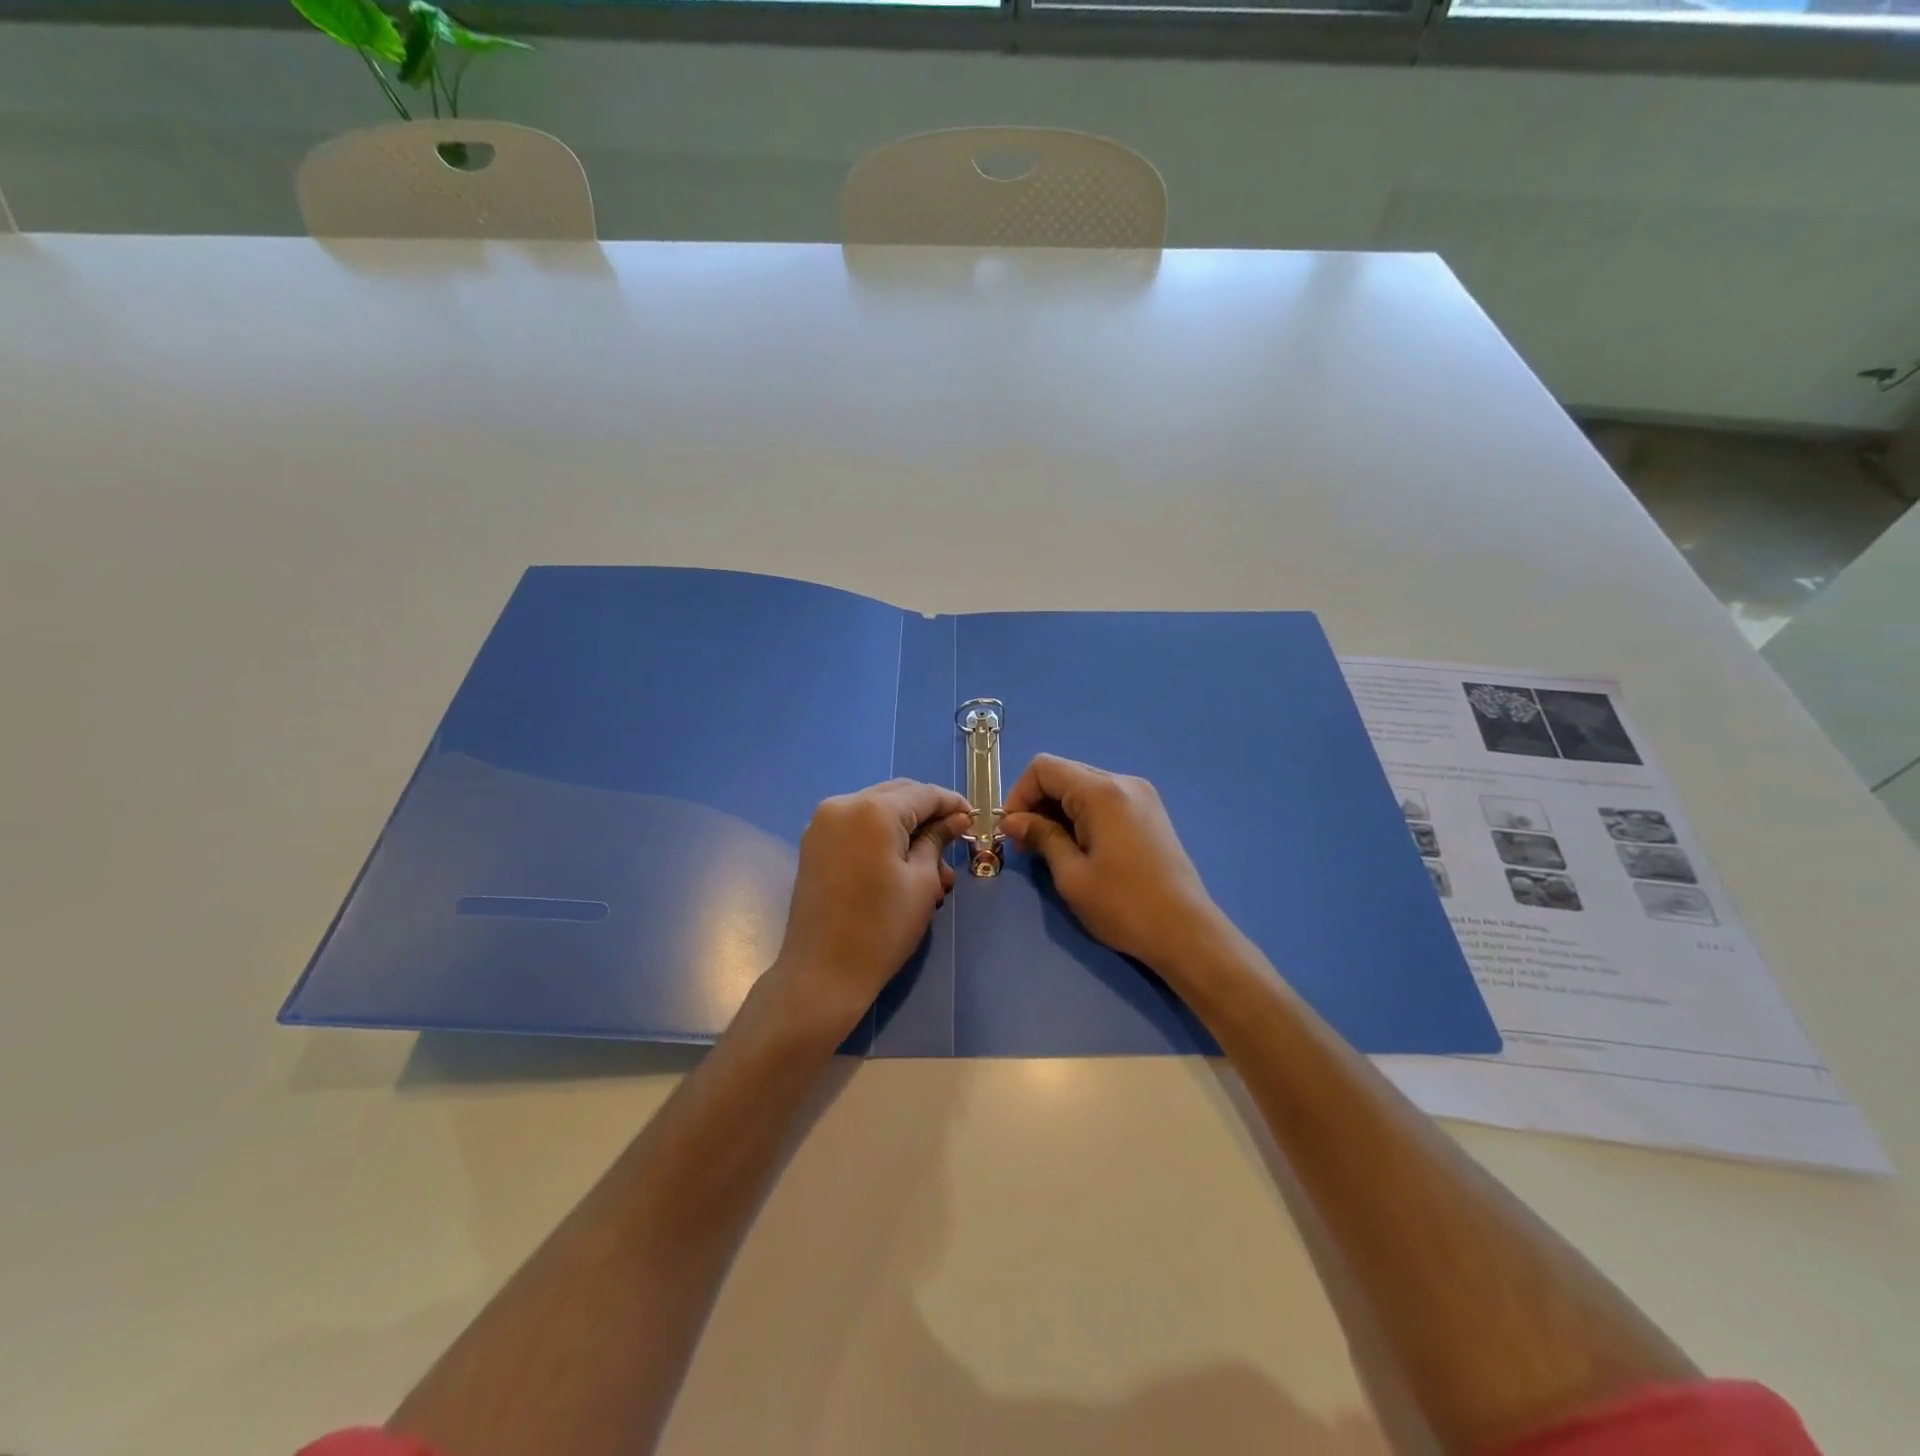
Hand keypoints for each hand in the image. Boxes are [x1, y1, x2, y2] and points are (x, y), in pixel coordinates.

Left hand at [770, 779, 971, 1034]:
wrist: (822, 974)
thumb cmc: (882, 928)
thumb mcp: (921, 881)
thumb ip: (938, 840)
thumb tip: (957, 818)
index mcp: (872, 809)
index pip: (923, 793)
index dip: (953, 804)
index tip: (976, 819)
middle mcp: (842, 805)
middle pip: (898, 796)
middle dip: (929, 816)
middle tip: (955, 842)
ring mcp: (822, 824)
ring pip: (878, 812)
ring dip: (907, 831)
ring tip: (935, 872)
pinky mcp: (815, 845)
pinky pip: (858, 828)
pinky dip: (883, 839)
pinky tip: (903, 868)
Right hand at [1003, 755, 1227, 975]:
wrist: (1186, 932)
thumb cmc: (1123, 905)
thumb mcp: (1072, 874)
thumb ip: (1041, 837)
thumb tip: (1012, 820)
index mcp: (1102, 792)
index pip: (1043, 768)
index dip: (1019, 795)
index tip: (1013, 831)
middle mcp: (1123, 782)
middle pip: (1064, 774)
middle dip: (1037, 803)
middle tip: (1027, 846)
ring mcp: (1141, 796)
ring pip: (1083, 787)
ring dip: (1059, 811)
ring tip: (1052, 850)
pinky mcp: (1150, 813)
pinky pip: (1104, 800)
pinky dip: (1083, 815)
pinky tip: (1081, 848)